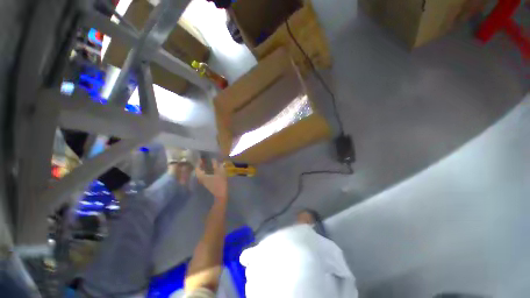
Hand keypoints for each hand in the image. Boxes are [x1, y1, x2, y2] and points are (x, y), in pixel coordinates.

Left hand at [196, 159, 227, 200]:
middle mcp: (201, 179)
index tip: (200, 158)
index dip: (198, 163)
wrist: (221, 194)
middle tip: (204, 160)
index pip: (197, 168)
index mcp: (202, 176)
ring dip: (204, 168)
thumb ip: (216, 166)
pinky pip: (205, 175)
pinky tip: (211, 169)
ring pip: (202, 173)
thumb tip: (214, 159)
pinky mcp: (208, 183)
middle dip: (201, 165)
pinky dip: (207, 171)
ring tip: (208, 163)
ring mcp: (204, 182)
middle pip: (199, 171)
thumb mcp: (219, 173)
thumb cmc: (220, 183)